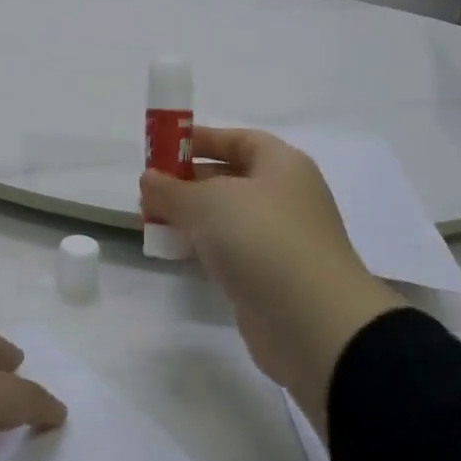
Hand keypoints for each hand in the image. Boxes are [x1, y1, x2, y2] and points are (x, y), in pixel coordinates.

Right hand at [141, 129, 400, 437]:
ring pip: (229, 217)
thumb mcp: (206, 203)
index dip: (201, 140)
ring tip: (152, 221)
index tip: (162, 148)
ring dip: (192, 216)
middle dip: (188, 181)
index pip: (238, 140)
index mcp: (282, 165)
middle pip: (231, 178)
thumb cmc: (260, 238)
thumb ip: (171, 189)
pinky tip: (176, 251)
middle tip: (149, 191)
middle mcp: (286, 195)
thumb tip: (149, 179)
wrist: (311, 321)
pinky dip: (204, 246)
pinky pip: (232, 250)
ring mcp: (281, 238)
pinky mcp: (272, 276)